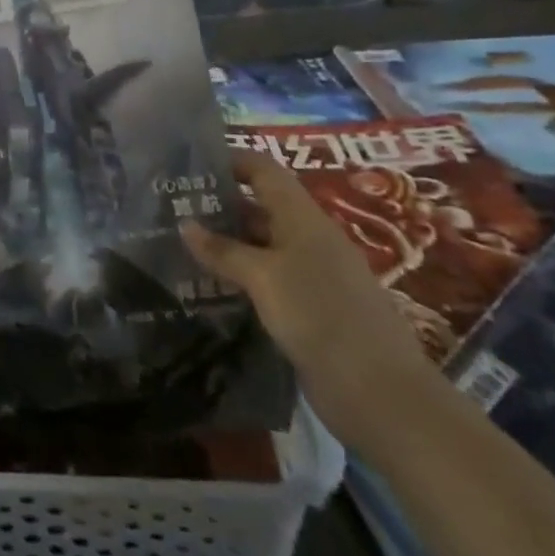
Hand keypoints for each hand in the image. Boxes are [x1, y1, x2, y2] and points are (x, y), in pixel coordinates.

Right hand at [181, 150, 437, 452]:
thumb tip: (184, 225)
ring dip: (225, 244)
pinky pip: (266, 279)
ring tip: (180, 246)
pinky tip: (208, 286)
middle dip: (218, 205)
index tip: (188, 165)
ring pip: (260, 245)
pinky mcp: (309, 309)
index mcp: (302, 217)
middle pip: (259, 206)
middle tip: (172, 208)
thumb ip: (223, 250)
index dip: (229, 160)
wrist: (382, 396)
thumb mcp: (263, 277)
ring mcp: (310, 275)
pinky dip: (239, 276)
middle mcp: (307, 238)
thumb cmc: (320, 316)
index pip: (262, 170)